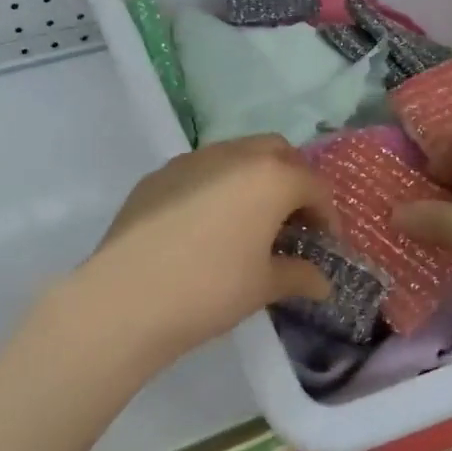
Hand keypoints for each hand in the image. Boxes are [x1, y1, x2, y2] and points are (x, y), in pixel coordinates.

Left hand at [80, 136, 337, 367]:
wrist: (126, 298)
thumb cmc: (210, 289)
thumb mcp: (263, 286)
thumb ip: (299, 276)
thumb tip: (323, 284)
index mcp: (270, 177)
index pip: (313, 185)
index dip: (326, 214)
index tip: (325, 243)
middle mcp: (232, 155)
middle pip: (276, 152)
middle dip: (292, 180)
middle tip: (291, 220)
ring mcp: (189, 161)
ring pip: (235, 155)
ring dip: (252, 179)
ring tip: (249, 221)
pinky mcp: (156, 176)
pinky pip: (199, 171)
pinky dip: (216, 187)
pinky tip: (205, 226)